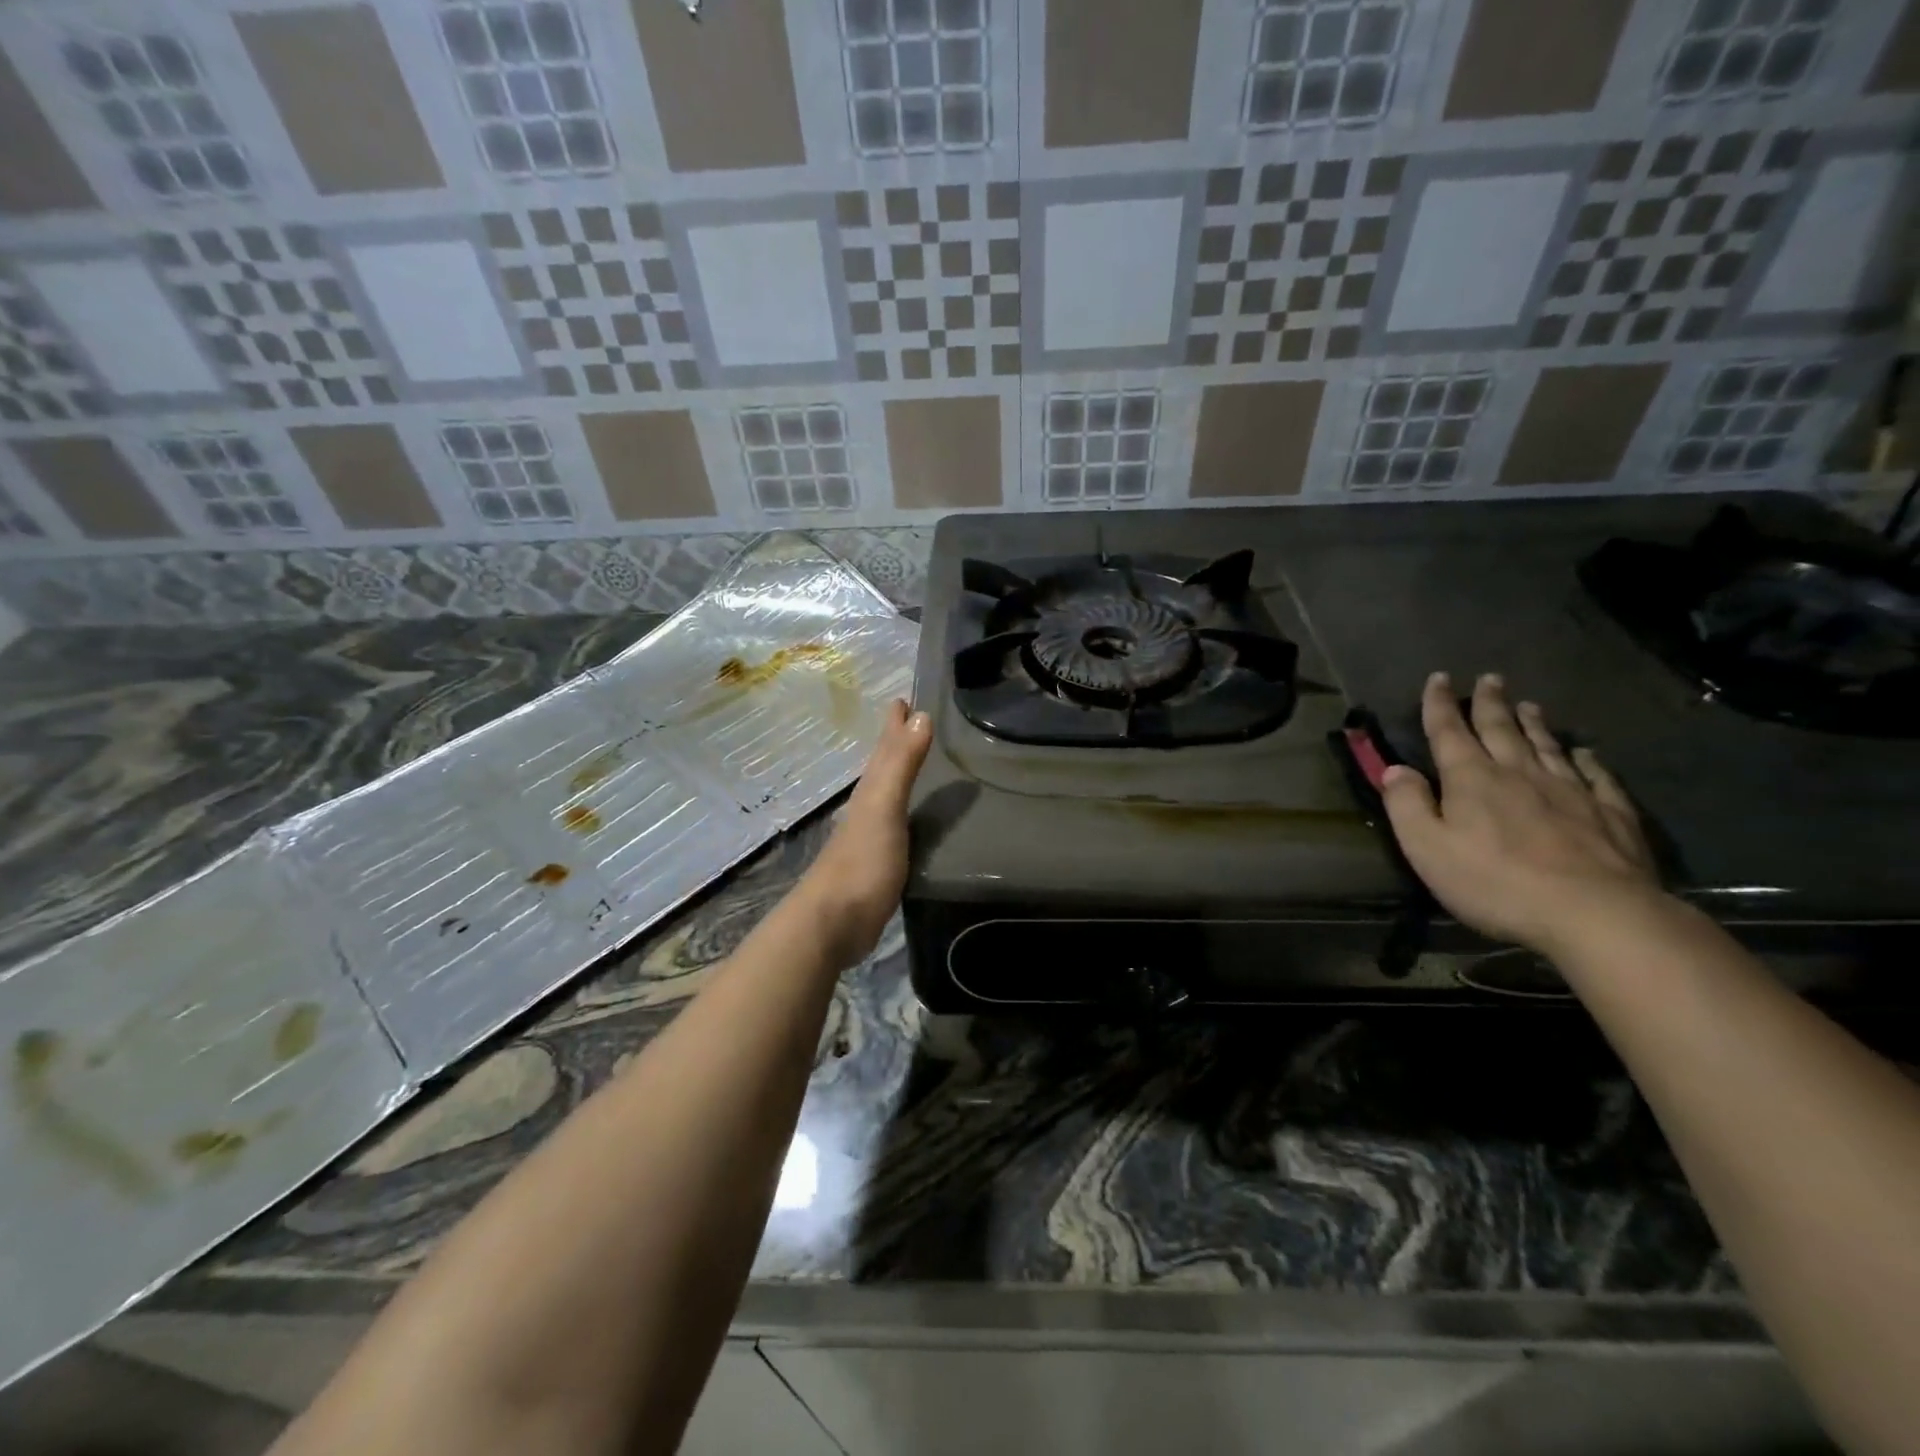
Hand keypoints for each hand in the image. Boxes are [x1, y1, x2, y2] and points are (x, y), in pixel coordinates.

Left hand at [796, 699, 932, 967]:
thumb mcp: (885, 807)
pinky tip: (912, 820)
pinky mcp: (878, 866)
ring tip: (916, 762)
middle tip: (910, 719)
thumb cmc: (862, 862)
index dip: (893, 724)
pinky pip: (894, 826)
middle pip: (882, 768)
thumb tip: (918, 714)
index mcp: (870, 792)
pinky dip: (904, 813)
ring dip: (899, 776)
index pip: (884, 749)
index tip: (902, 698)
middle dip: (895, 743)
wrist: (834, 922)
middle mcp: (868, 809)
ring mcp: (870, 838)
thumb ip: (902, 764)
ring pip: (887, 796)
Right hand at [1381, 672, 1662, 955]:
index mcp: (1471, 779)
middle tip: (1490, 678)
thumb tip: (1394, 769)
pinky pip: (1597, 776)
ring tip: (1528, 704)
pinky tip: (1586, 752)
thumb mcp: (1427, 848)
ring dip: (1533, 723)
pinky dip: (1588, 759)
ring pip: (1546, 745)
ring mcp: (1570, 791)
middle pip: (1501, 729)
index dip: (1440, 704)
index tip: (1438, 678)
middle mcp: (1519, 773)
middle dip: (1490, 702)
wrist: (1595, 913)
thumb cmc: (1495, 882)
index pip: (1449, 731)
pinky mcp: (1611, 814)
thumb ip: (1406, 805)